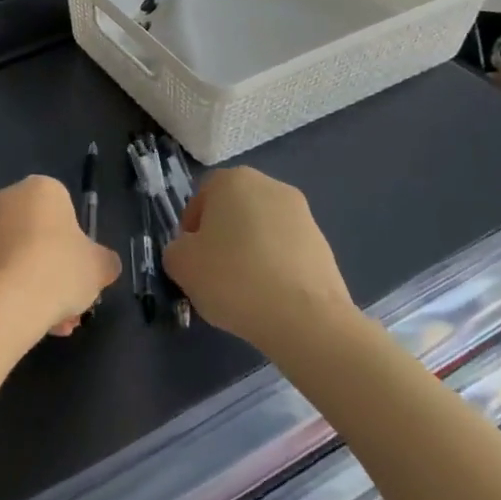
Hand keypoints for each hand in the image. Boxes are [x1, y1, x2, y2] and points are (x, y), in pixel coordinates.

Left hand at [0, 176, 120, 339]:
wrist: (0, 303)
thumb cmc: (57, 271)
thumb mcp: (98, 268)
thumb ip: (104, 262)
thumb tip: (103, 265)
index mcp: (40, 189)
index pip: (64, 210)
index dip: (76, 245)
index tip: (81, 273)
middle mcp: (5, 199)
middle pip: (38, 236)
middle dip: (54, 270)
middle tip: (69, 304)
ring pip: (17, 258)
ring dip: (34, 286)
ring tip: (51, 325)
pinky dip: (9, 293)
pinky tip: (23, 323)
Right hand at [162, 168, 358, 352]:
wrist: (306, 319)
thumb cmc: (233, 279)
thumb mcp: (181, 265)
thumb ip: (176, 250)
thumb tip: (191, 252)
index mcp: (233, 180)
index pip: (201, 197)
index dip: (191, 228)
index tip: (191, 258)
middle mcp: (270, 187)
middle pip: (234, 211)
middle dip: (222, 237)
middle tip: (214, 273)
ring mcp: (303, 215)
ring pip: (262, 231)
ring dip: (250, 252)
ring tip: (245, 291)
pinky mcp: (324, 245)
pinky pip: (286, 252)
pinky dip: (275, 268)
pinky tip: (270, 298)